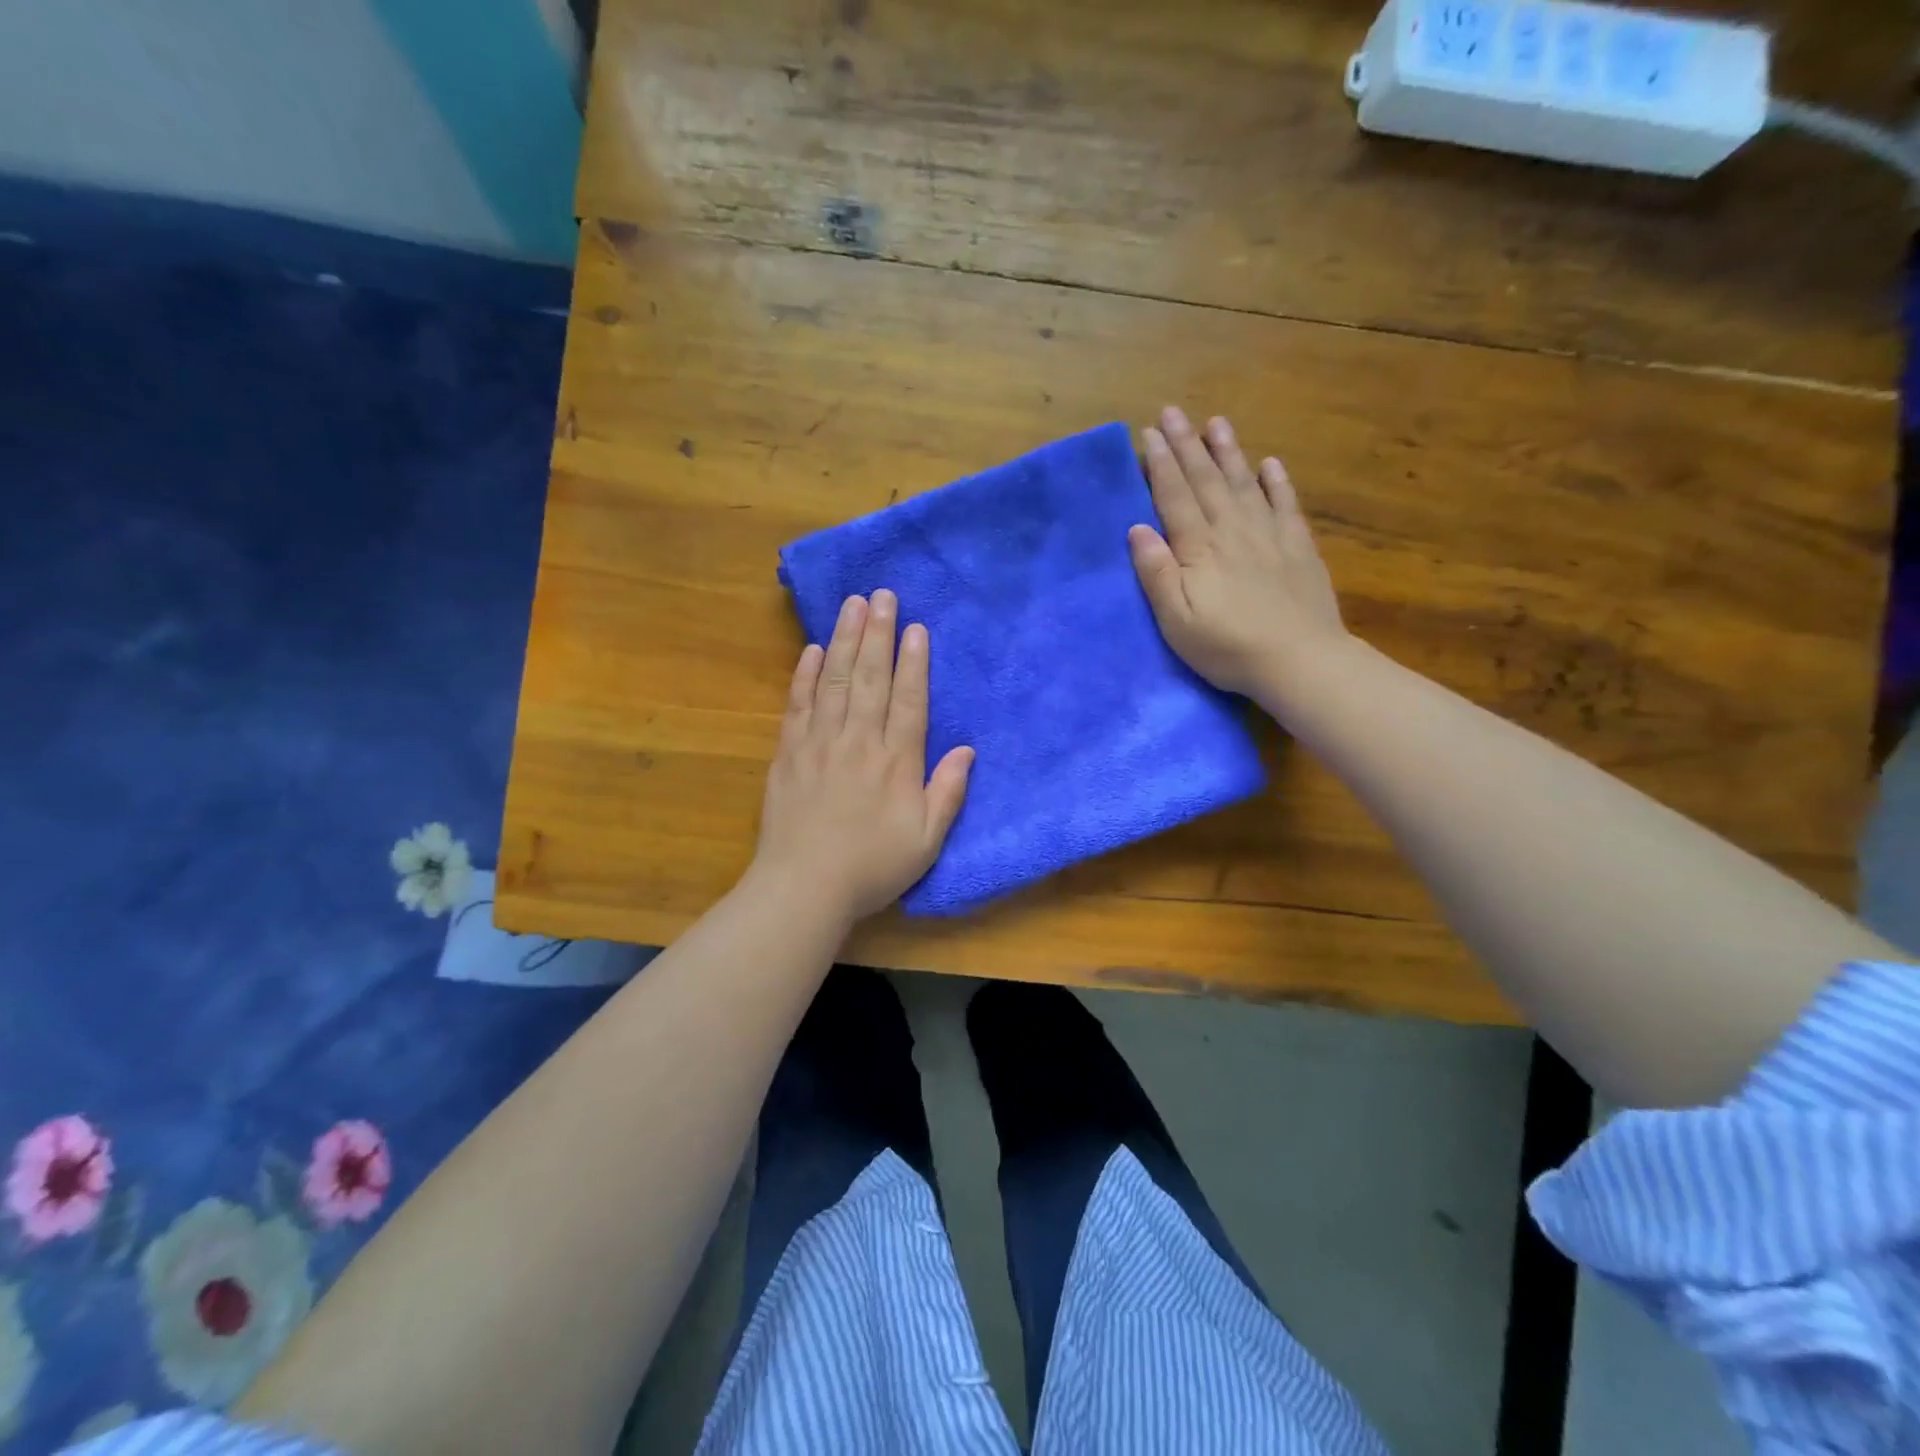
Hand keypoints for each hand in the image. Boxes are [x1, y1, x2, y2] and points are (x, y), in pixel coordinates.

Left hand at [752, 590, 973, 923]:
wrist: (804, 887)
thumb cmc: (872, 867)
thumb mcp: (926, 841)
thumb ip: (948, 792)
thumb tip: (967, 750)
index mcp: (896, 761)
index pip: (908, 700)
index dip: (913, 662)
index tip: (914, 627)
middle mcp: (858, 741)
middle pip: (870, 677)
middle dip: (878, 633)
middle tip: (882, 594)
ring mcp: (819, 743)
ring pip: (834, 680)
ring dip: (843, 639)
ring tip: (852, 604)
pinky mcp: (788, 753)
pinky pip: (797, 703)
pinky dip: (805, 674)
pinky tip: (812, 649)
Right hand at [1128, 406, 1348, 702]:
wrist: (1299, 661)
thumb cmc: (1227, 647)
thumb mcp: (1176, 620)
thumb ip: (1157, 573)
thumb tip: (1137, 529)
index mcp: (1199, 549)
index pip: (1174, 497)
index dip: (1160, 464)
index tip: (1149, 433)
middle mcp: (1232, 531)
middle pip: (1206, 480)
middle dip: (1187, 445)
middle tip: (1173, 412)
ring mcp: (1269, 536)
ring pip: (1244, 483)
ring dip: (1228, 452)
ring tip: (1216, 422)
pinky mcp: (1298, 548)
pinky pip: (1285, 505)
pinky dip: (1276, 482)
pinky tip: (1269, 464)